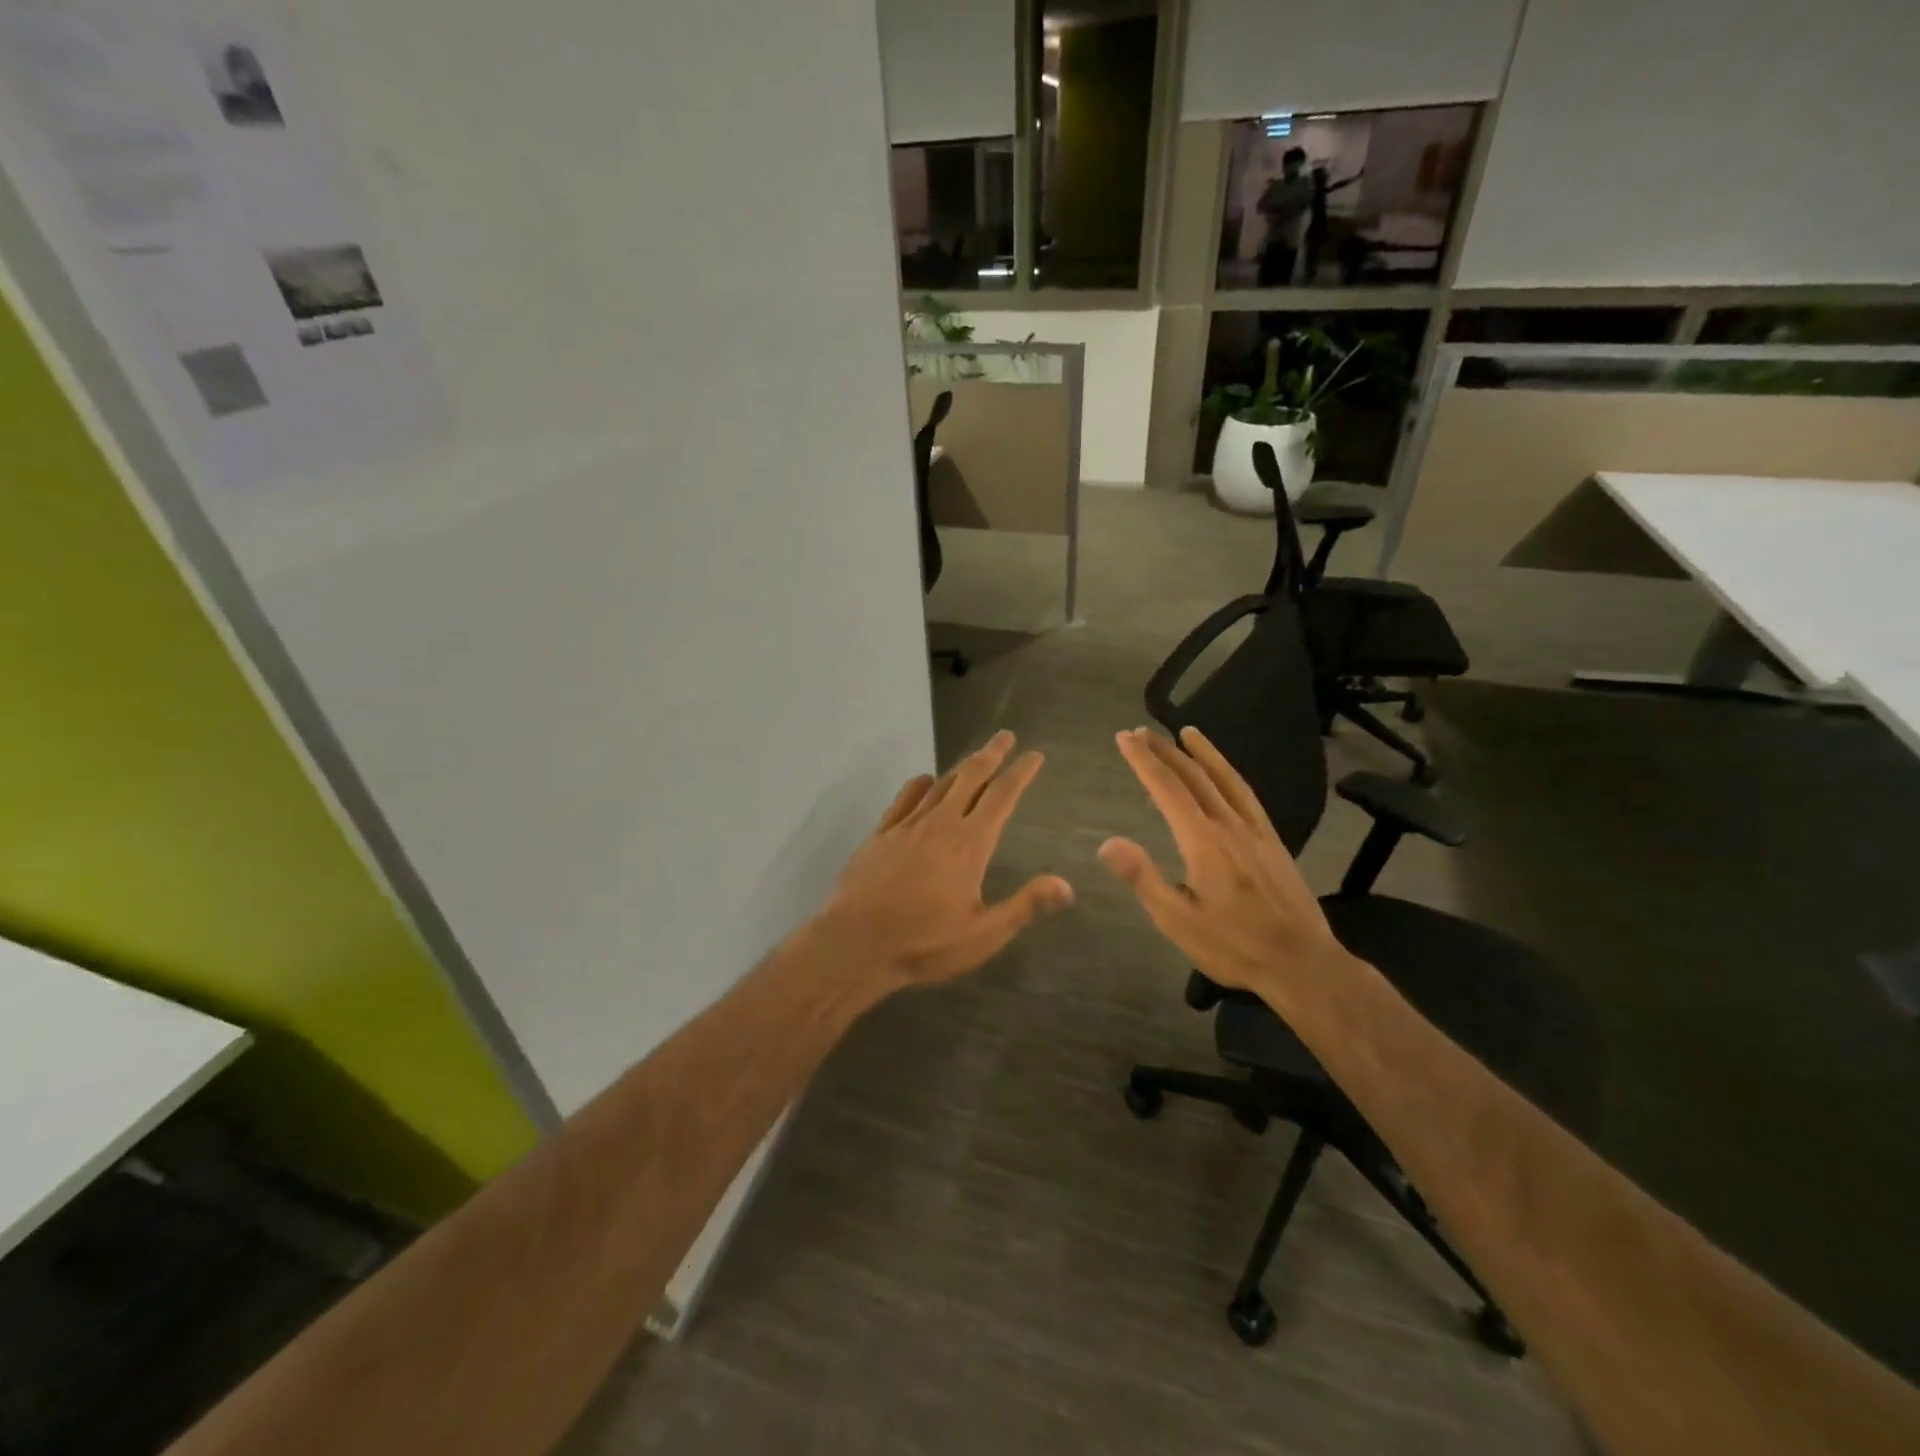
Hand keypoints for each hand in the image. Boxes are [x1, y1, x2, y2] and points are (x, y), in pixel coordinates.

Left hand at [819, 730, 1072, 988]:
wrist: (855, 943)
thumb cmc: (924, 942)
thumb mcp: (983, 934)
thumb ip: (1025, 906)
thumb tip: (1067, 886)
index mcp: (970, 844)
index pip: (1002, 797)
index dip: (1020, 773)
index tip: (1034, 755)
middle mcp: (940, 824)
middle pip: (971, 777)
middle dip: (991, 754)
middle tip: (1005, 736)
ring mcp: (907, 826)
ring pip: (940, 784)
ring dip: (961, 767)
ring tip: (975, 758)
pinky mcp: (881, 834)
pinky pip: (905, 798)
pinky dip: (920, 784)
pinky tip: (925, 782)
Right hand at [1097, 726, 1349, 1003]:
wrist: (1303, 963)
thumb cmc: (1234, 946)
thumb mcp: (1178, 920)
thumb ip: (1143, 878)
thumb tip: (1107, 843)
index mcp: (1204, 841)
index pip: (1167, 789)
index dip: (1143, 761)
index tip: (1124, 738)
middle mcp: (1231, 825)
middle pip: (1195, 776)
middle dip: (1165, 750)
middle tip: (1141, 732)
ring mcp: (1256, 831)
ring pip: (1226, 779)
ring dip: (1203, 752)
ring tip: (1186, 733)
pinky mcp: (1274, 841)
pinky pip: (1247, 794)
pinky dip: (1229, 774)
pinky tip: (1225, 776)